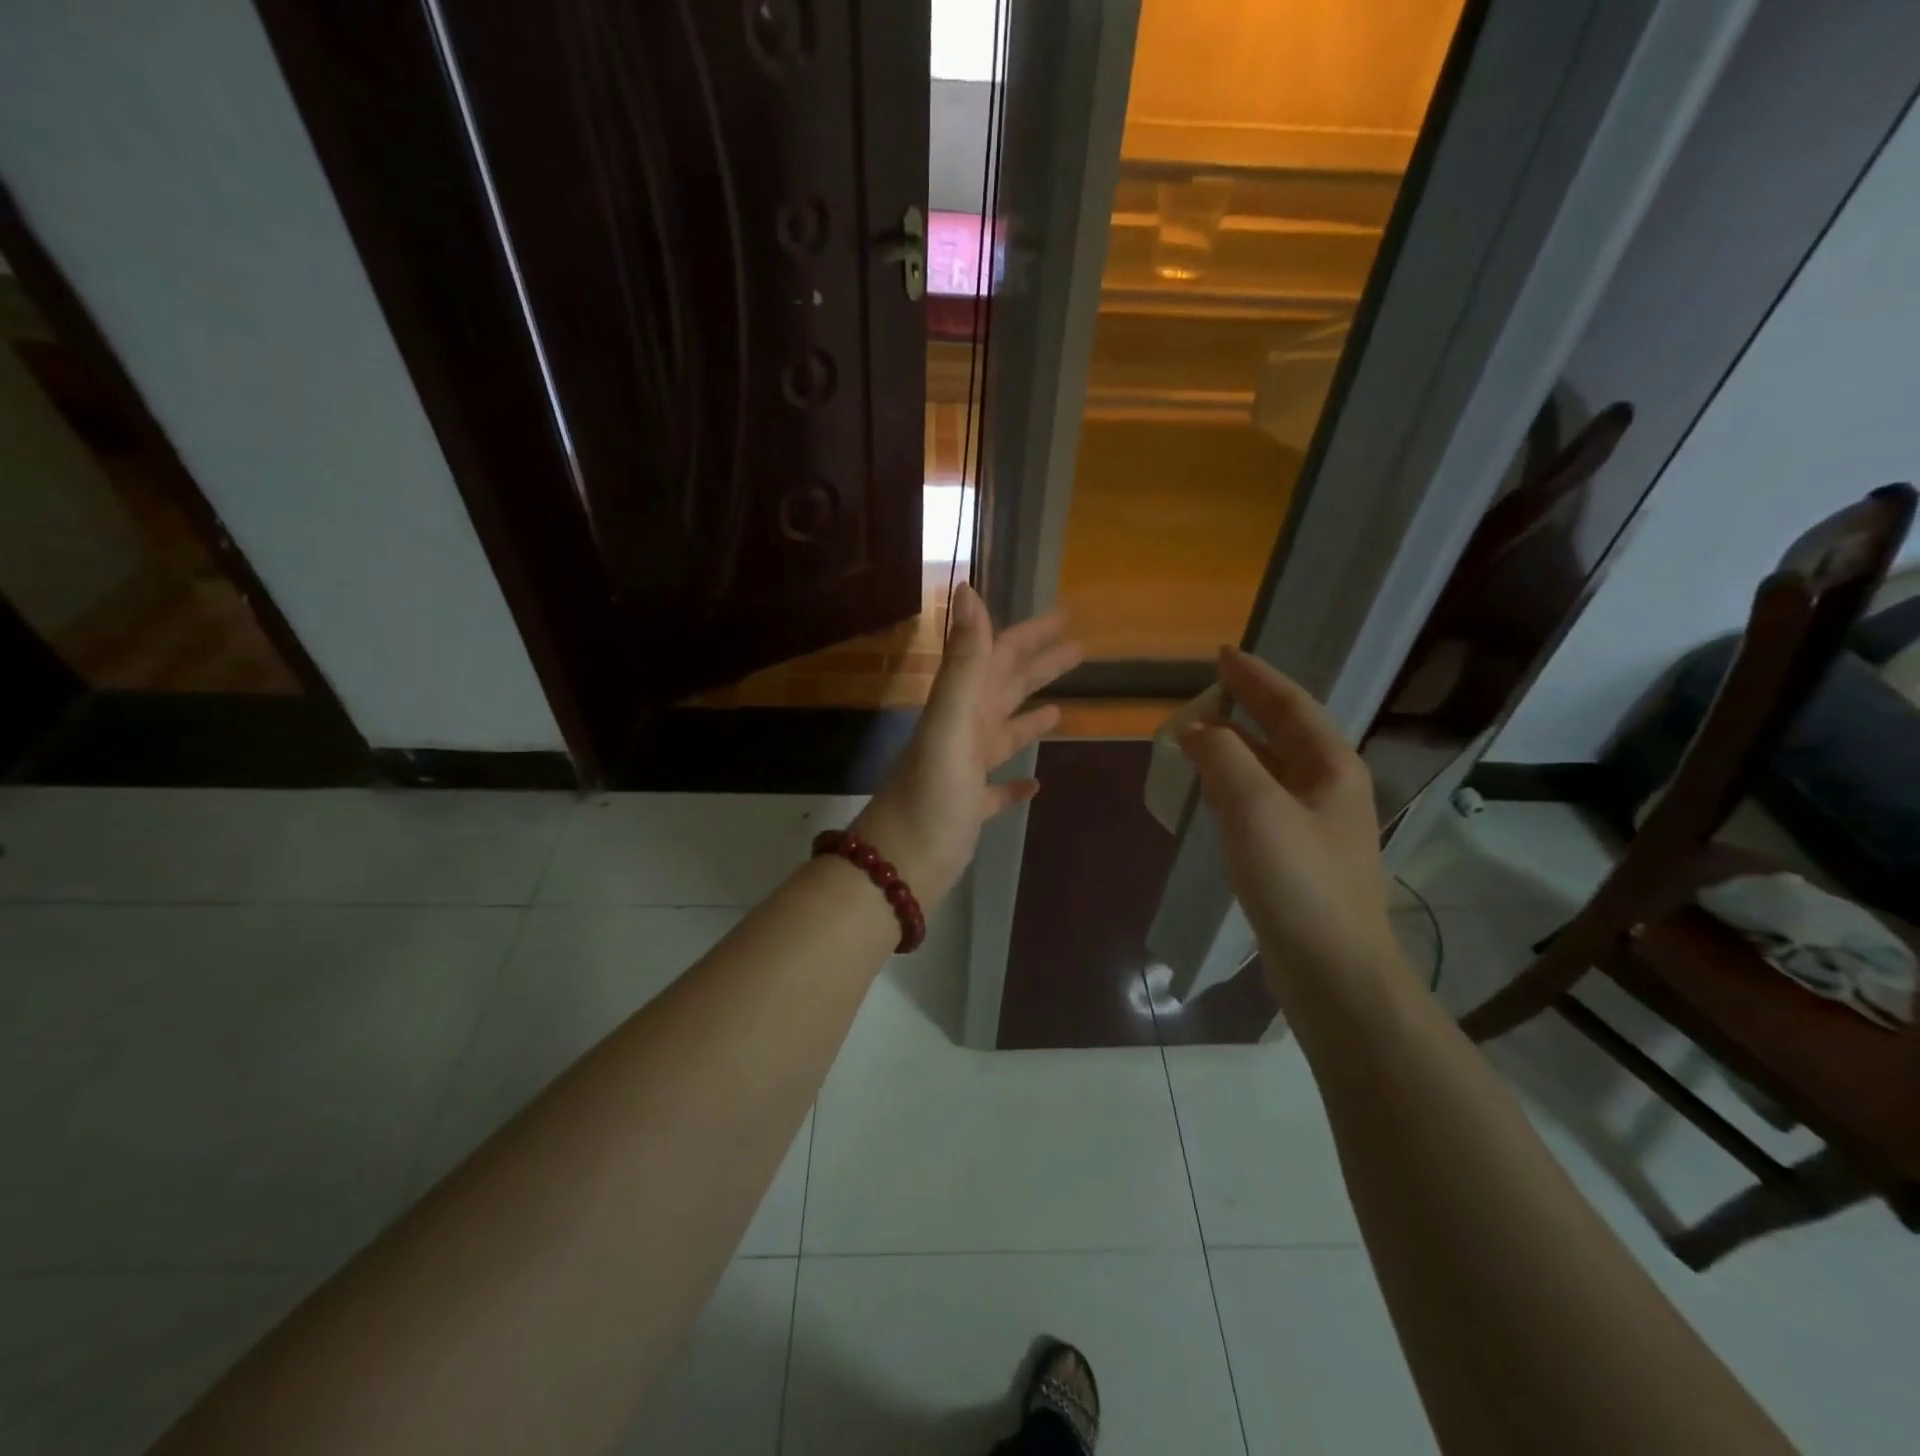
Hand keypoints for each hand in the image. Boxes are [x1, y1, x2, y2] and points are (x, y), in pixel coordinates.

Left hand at [853, 584, 1081, 904]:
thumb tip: (968, 591)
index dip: (1029, 634)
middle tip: (1078, 649)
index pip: (998, 656)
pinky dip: (1016, 782)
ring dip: (1030, 717)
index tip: (1065, 615)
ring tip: (1061, 710)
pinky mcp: (970, 809)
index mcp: (960, 708)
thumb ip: (964, 662)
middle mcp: (962, 732)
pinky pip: (998, 788)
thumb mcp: (951, 724)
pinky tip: (1034, 783)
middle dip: (1039, 666)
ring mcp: (965, 771)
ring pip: (1003, 734)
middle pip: (1005, 688)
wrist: (899, 866)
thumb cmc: (931, 796)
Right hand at [1179, 649, 1399, 993]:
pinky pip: (1262, 799)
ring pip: (1271, 766)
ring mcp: (1315, 823)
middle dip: (1246, 706)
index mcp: (1331, 766)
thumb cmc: (1298, 881)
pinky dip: (1234, 782)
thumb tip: (1196, 729)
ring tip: (1199, 732)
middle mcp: (1329, 787)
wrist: (1332, 970)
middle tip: (1206, 688)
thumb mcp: (1256, 808)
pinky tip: (1212, 789)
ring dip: (1236, 745)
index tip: (1221, 653)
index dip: (1255, 677)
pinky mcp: (1297, 854)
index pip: (1290, 704)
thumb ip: (1224, 757)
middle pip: (1284, 731)